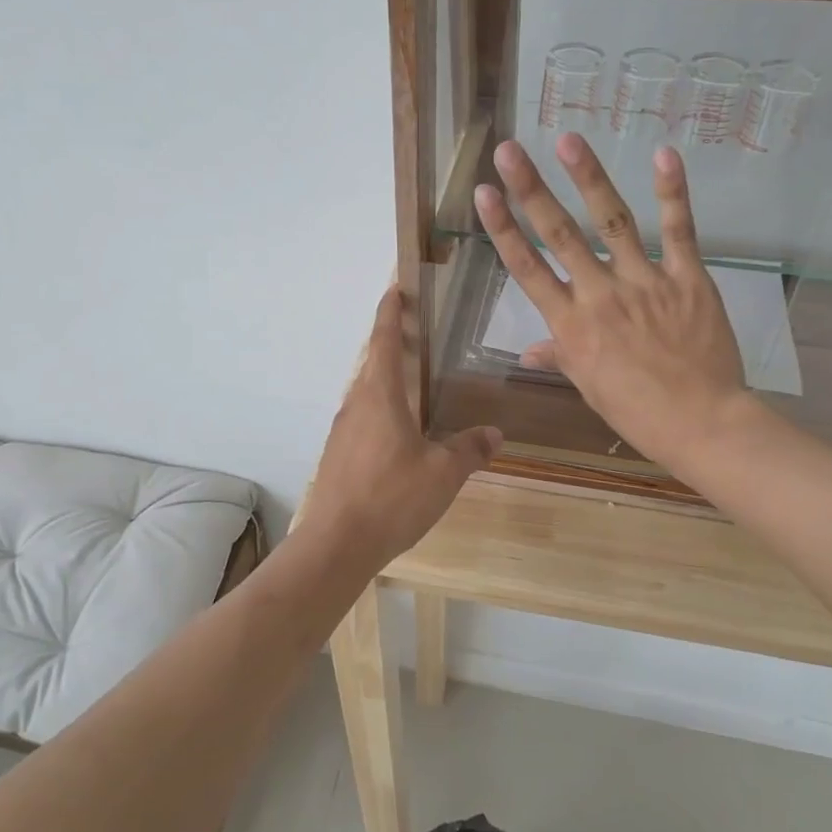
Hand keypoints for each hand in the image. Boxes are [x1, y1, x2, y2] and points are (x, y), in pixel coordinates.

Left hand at [301, 287, 501, 571]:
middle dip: (392, 343)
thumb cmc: (392, 497)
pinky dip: (381, 409)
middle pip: (373, 363)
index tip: (395, 288)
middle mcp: (356, 404)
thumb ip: (469, 450)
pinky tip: (399, 433)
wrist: (337, 543)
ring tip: (414, 383)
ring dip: (386, 379)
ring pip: (366, 393)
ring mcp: (342, 430)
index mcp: (380, 396)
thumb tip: (495, 433)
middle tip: (417, 333)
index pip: (383, 340)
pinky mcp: (338, 454)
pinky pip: (362, 418)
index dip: (390, 312)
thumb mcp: (442, 474)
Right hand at [472, 135, 753, 474]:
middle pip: (559, 235)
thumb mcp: (589, 386)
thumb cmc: (636, 411)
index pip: (527, 268)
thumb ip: (560, 357)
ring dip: (589, 178)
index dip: (503, 229)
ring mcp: (645, 282)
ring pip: (611, 222)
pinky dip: (672, 193)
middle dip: (530, 190)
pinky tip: (663, 155)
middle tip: (508, 150)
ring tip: (568, 140)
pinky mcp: (687, 278)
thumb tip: (528, 352)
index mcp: (571, 325)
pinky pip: (680, 231)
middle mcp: (600, 295)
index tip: (484, 194)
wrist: (701, 423)